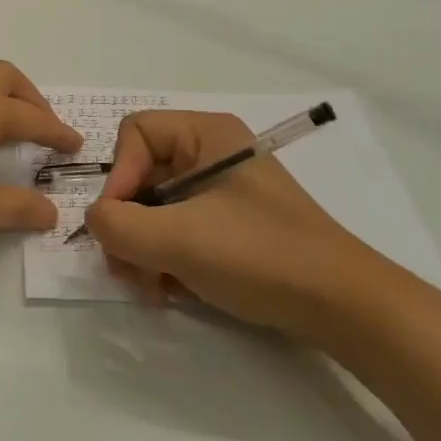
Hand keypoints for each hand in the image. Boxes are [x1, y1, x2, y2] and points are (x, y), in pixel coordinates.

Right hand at [84, 110, 380, 340]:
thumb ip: (119, 225)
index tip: (119, 226)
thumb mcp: (179, 238)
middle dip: (128, 225)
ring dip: (144, 250)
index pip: (134, 135)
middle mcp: (211, 154)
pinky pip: (180, 231)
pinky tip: (174, 292)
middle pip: (141, 175)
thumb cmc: (259, 255)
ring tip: (153, 289)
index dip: (117, 177)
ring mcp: (222, 192)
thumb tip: (96, 220)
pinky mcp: (231, 227)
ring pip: (156, 209)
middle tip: (129, 272)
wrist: (344, 307)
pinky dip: (168, 260)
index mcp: (206, 133)